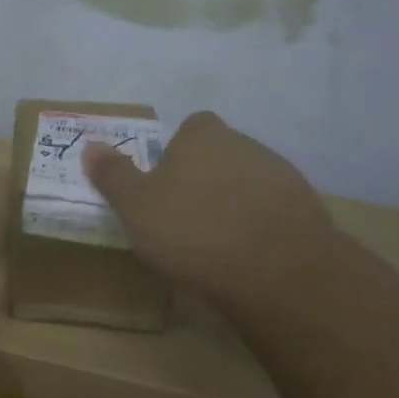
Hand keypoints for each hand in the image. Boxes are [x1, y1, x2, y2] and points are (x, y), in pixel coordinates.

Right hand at [84, 111, 340, 318]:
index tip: (166, 183)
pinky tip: (248, 256)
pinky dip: (261, 226)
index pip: (191, 127)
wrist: (279, 270)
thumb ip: (113, 175)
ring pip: (248, 182)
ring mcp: (281, 176)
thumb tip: (91, 146)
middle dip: (205, 177)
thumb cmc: (194, 230)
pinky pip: (274, 211)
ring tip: (216, 242)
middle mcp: (245, 144)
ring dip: (234, 202)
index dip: (178, 151)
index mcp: (202, 136)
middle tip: (184, 216)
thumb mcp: (136, 206)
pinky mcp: (308, 210)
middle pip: (220, 153)